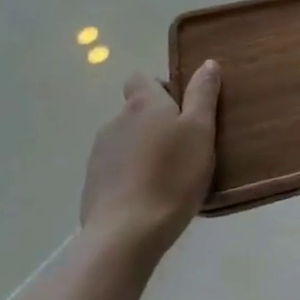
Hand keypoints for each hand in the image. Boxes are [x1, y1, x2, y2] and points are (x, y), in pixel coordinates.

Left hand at [80, 61, 220, 259]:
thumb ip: (203, 94)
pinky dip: (131, 174)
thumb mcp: (200, 131)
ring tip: (168, 175)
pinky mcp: (92, 185)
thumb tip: (207, 63)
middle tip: (183, 146)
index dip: (161, 89)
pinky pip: (116, 168)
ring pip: (127, 140)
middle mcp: (116, 121)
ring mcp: (99, 154)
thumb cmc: (171, 176)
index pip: (142, 79)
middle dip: (156, 122)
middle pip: (136, 111)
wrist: (124, 236)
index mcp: (143, 104)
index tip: (181, 109)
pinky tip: (149, 196)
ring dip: (144, 149)